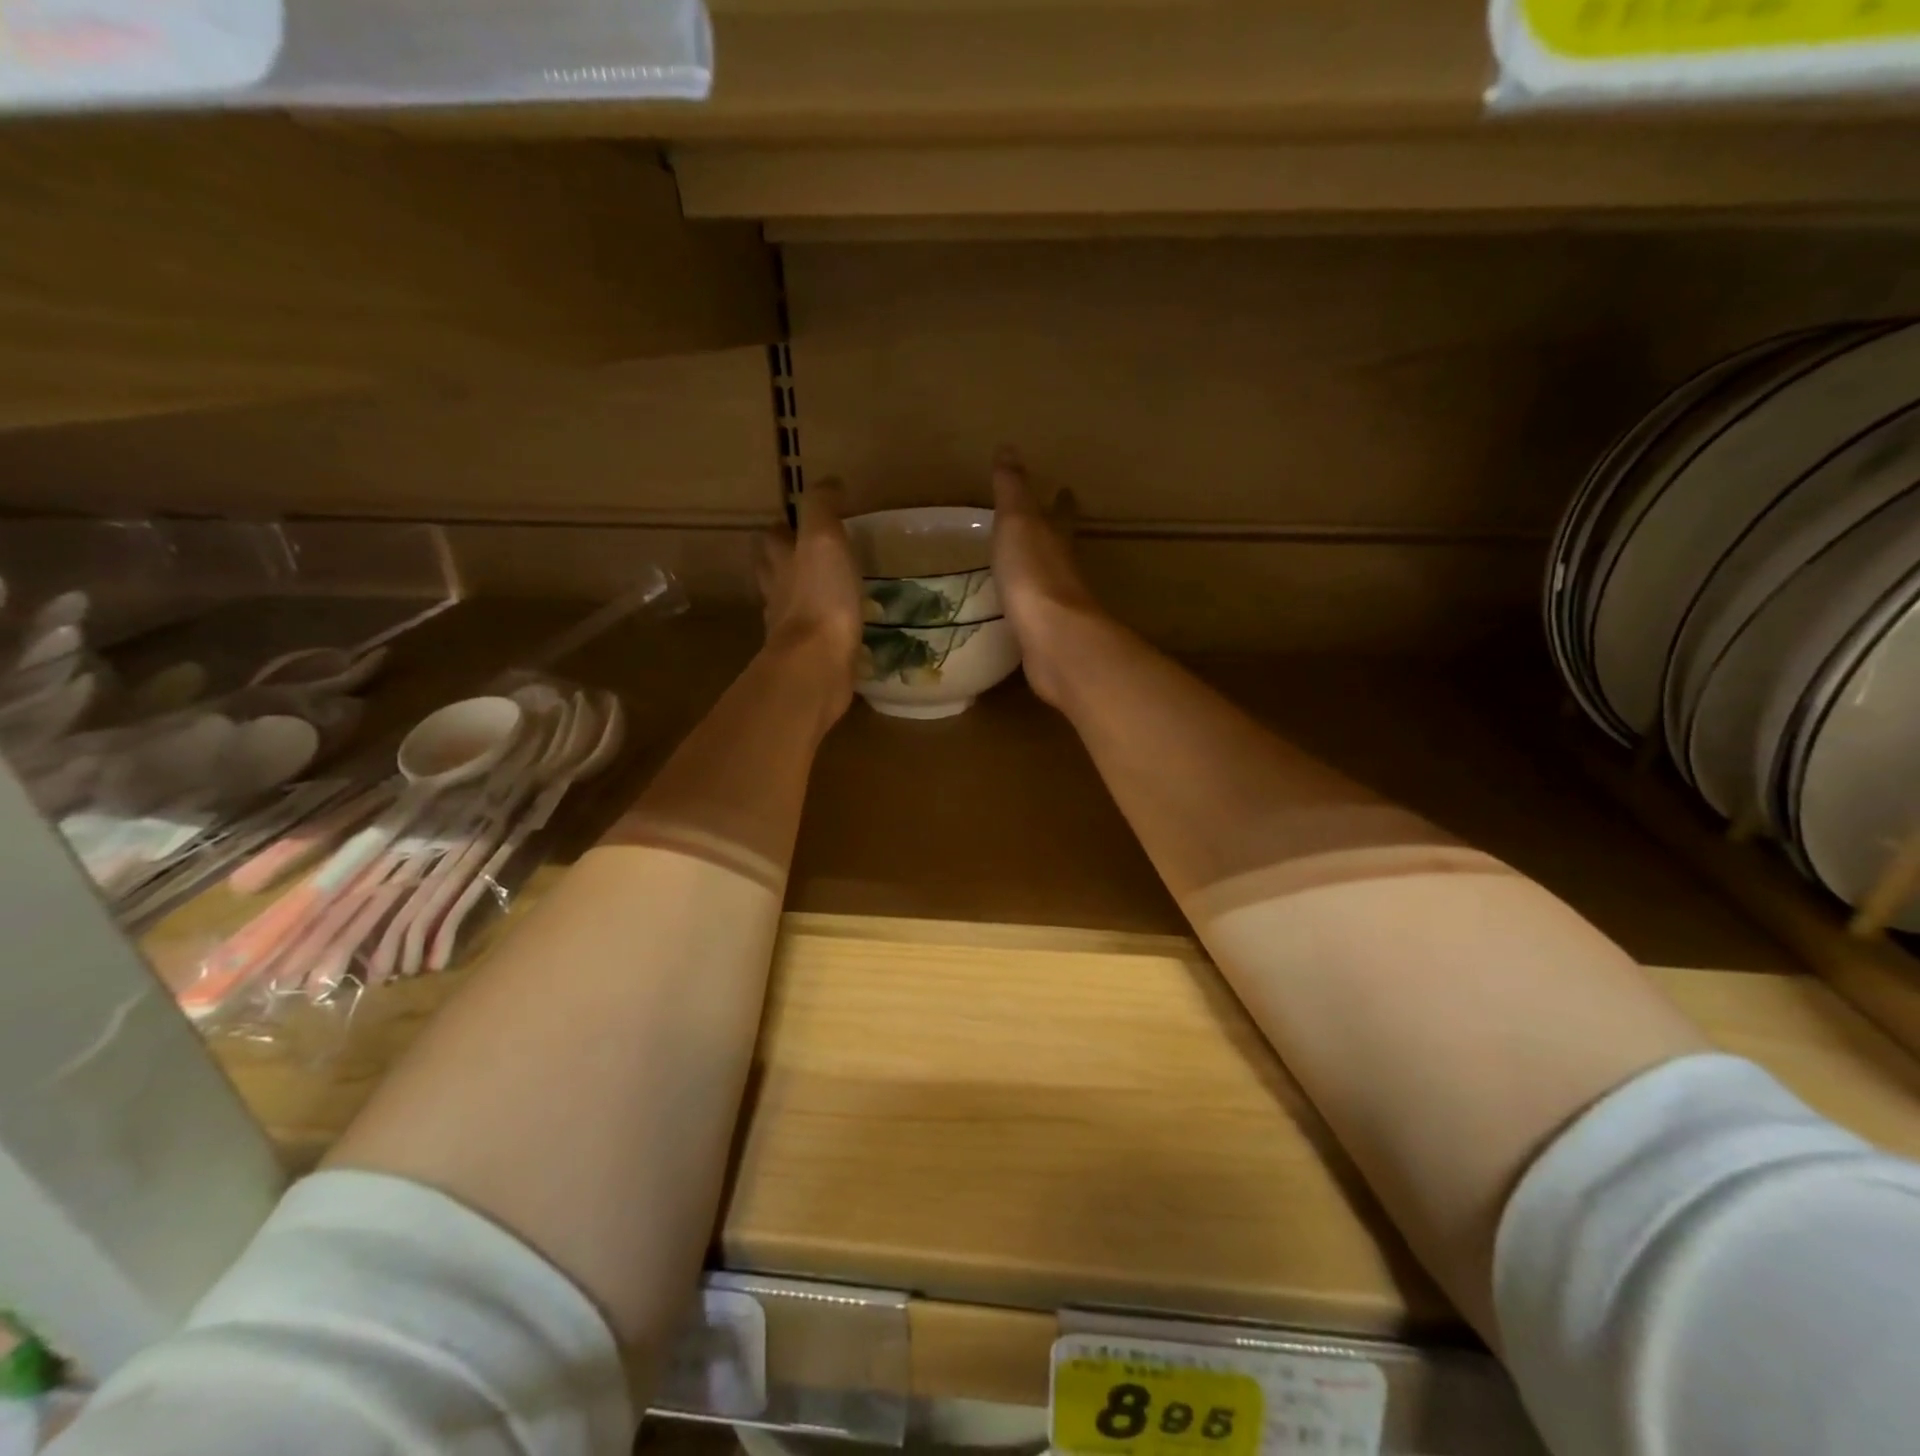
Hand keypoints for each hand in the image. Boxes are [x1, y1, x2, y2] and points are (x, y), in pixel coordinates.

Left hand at [755, 480, 862, 715]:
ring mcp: (790, 629)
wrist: (818, 664)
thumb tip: (828, 483)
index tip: (800, 522)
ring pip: (790, 605)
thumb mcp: (823, 539)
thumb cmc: (821, 596)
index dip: (783, 527)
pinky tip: (839, 628)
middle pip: (773, 571)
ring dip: (801, 596)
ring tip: (827, 591)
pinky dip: (822, 628)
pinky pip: (813, 636)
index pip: (773, 536)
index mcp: (780, 562)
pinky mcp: (809, 657)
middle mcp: (778, 593)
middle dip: (784, 561)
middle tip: (808, 556)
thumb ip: (822, 508)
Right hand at [991, 447, 1106, 705]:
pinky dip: (1026, 607)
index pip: (1062, 513)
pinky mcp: (1046, 637)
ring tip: (1020, 570)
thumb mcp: (1018, 522)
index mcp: (1057, 539)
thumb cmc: (1033, 573)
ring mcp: (1057, 606)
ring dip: (1039, 572)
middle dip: (1054, 536)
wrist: (1053, 639)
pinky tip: (1015, 613)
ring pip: (1048, 581)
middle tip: (1043, 528)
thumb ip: (1012, 490)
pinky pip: (1034, 615)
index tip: (1066, 489)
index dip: (1063, 501)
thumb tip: (1009, 448)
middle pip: (1060, 547)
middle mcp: (1063, 570)